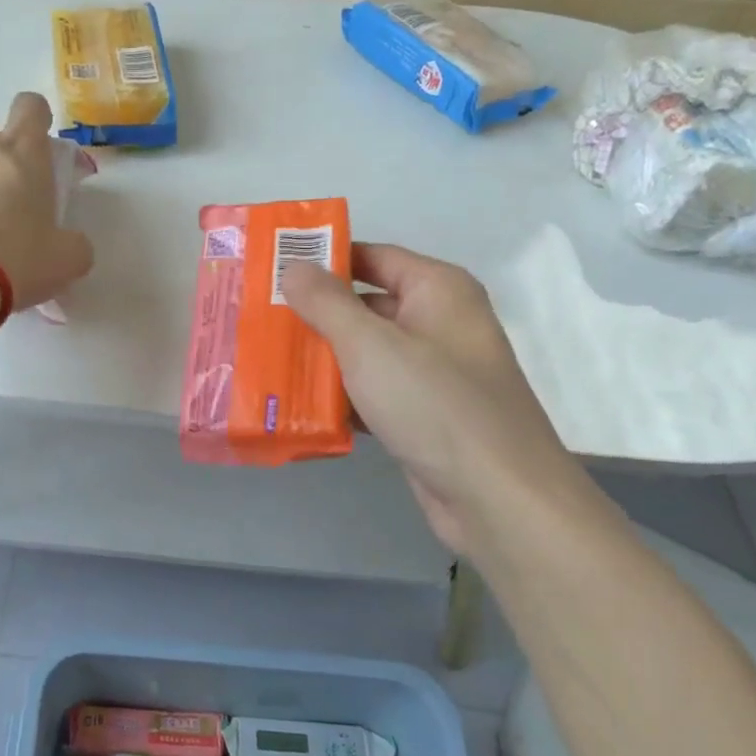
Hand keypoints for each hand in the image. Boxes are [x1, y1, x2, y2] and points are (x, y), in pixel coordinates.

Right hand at [282, 244, 592, 557]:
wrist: (498, 498)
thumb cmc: (434, 404)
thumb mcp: (370, 345)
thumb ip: (326, 302)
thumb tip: (293, 266)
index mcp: (438, 290)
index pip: (371, 257)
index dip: (323, 260)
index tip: (271, 269)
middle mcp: (439, 323)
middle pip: (365, 305)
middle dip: (314, 314)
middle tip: (258, 317)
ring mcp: (433, 372)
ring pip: (366, 352)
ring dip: (322, 358)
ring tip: (265, 358)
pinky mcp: (423, 415)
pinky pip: (373, 392)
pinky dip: (341, 396)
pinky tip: (297, 405)